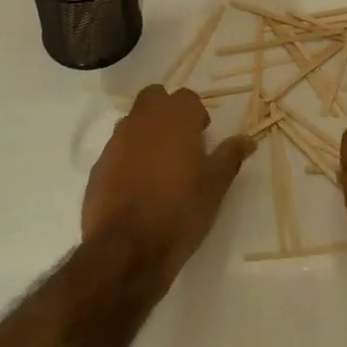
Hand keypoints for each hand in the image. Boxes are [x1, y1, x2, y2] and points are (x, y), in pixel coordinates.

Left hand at [83, 86, 253, 279]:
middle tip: (180, 142)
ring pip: (133, 122)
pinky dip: (128, 157)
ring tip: (159, 166)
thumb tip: (248, 140)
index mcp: (174, 117)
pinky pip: (117, 150)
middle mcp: (142, 120)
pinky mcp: (98, 165)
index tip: (202, 137)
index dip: (196, 114)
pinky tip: (137, 186)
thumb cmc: (180, 210)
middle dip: (166, 111)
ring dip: (146, 133)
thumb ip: (230, 156)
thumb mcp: (215, 185)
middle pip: (154, 97)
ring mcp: (116, 141)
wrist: (127, 249)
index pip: (187, 97)